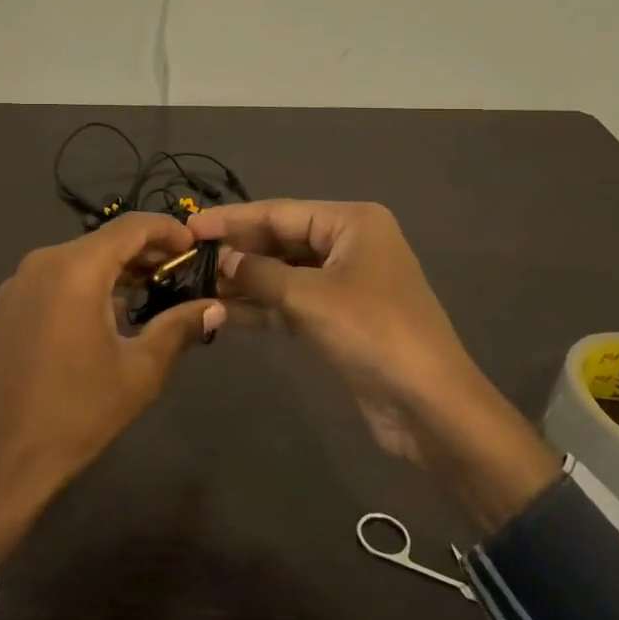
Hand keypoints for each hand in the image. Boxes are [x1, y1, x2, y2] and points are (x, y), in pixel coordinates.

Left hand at [0, 213, 224, 565]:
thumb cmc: (75, 412)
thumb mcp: (139, 371)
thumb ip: (178, 328)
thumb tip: (215, 307)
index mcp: (76, 268)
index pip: (131, 226)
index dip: (168, 230)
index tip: (195, 247)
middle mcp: (43, 263)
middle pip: (104, 241)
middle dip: (145, 253)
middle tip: (180, 275)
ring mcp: (19, 284)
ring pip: (79, 260)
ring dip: (116, 271)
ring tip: (151, 295)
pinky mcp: (7, 307)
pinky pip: (56, 280)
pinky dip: (87, 285)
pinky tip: (108, 316)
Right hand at [187, 200, 557, 534]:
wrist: (430, 407)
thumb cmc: (373, 334)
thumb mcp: (310, 298)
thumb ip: (260, 274)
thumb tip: (222, 259)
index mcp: (352, 222)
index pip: (279, 212)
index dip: (232, 219)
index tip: (189, 225)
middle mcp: (350, 244)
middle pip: (282, 240)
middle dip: (239, 251)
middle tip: (188, 259)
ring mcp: (346, 282)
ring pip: (284, 273)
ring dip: (246, 281)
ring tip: (197, 284)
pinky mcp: (340, 318)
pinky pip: (293, 302)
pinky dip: (263, 306)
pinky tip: (224, 311)